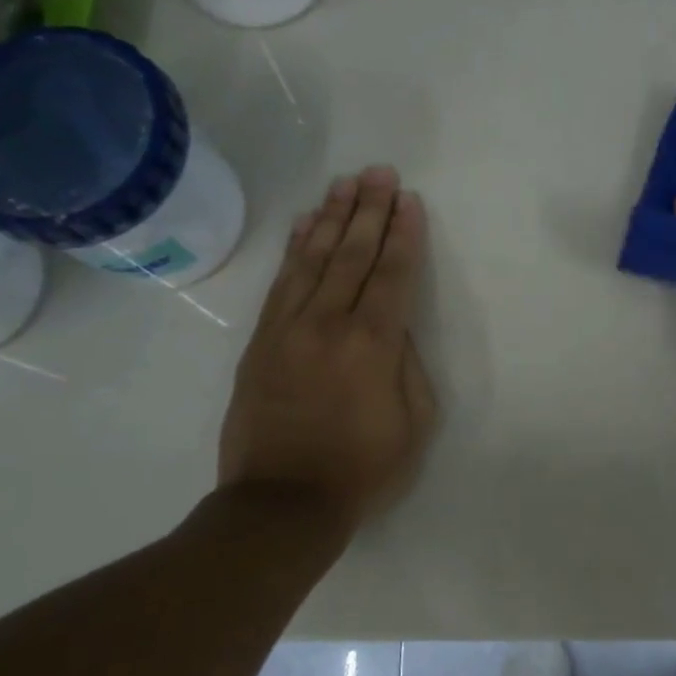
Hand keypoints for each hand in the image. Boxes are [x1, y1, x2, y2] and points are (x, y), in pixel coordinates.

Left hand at [219, 167, 436, 522]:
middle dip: (369, 210)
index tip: (409, 201)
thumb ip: (407, 366)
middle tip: (380, 172)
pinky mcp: (261, 341)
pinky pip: (281, 283)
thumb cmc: (362, 469)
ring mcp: (288, 329)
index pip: (392, 275)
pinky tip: (305, 224)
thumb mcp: (414, 423)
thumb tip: (392, 329)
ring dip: (331, 217)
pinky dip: (295, 249)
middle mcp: (328, 324)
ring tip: (346, 184)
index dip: (403, 235)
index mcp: (373, 345)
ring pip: (313, 259)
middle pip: (351, 254)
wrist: (282, 503)